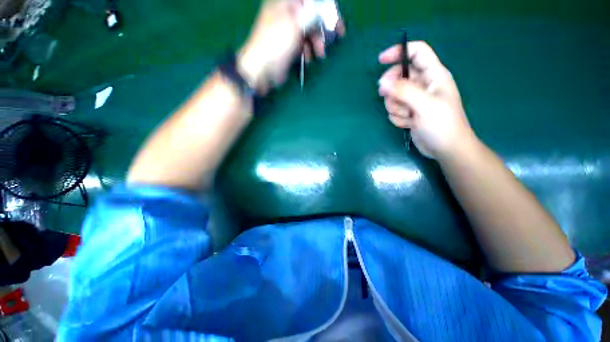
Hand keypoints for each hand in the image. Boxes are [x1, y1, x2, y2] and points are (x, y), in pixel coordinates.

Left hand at [238, 0, 344, 93]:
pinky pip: (303, 44)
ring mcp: (288, 31)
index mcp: (286, 3)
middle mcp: (288, 14)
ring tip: (319, 55)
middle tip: (334, 39)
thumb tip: (322, 10)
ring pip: (309, 31)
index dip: (326, 8)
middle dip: (323, 28)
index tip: (336, 20)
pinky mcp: (289, 46)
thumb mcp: (295, 26)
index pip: (311, 0)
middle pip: (312, 15)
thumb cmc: (275, 45)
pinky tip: (309, 58)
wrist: (261, 70)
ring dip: (317, 42)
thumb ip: (311, 15)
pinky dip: (309, 50)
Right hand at [378, 41, 475, 159]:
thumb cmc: (442, 124)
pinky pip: (394, 110)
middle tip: (390, 98)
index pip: (417, 52)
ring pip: (393, 96)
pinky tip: (409, 123)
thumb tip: (382, 82)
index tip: (380, 61)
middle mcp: (423, 84)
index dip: (399, 52)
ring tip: (409, 116)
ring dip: (396, 107)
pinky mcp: (409, 112)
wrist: (445, 149)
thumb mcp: (424, 104)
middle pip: (399, 76)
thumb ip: (403, 90)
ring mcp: (415, 100)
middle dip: (393, 89)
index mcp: (434, 74)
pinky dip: (398, 117)